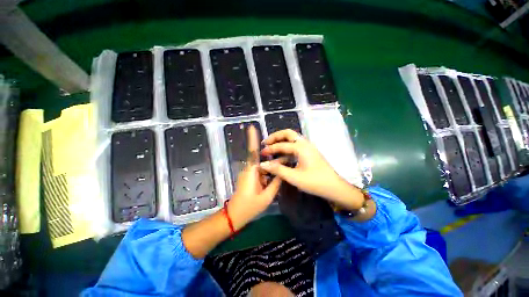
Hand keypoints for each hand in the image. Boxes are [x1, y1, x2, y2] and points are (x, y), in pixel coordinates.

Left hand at [228, 125, 281, 229]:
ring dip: (272, 168)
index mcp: (252, 171)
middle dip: (274, 158)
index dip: (252, 139)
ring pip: (263, 166)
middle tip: (287, 159)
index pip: (253, 151)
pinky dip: (268, 173)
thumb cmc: (249, 207)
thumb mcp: (267, 196)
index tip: (251, 127)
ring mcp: (249, 174)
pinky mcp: (250, 178)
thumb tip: (283, 171)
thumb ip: (276, 183)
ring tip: (284, 168)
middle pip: (263, 159)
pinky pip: (261, 172)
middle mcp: (249, 169)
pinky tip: (276, 177)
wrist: (235, 216)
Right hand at [260, 129, 363, 210]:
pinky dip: (287, 149)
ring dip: (281, 141)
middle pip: (288, 134)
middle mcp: (305, 143)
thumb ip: (277, 169)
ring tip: (271, 147)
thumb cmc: (315, 182)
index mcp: (301, 147)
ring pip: (292, 139)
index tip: (261, 153)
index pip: (281, 145)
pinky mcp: (309, 152)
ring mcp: (308, 147)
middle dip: (275, 137)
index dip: (270, 149)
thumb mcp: (294, 177)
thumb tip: (263, 164)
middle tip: (266, 142)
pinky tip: (281, 156)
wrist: (334, 187)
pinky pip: (295, 146)